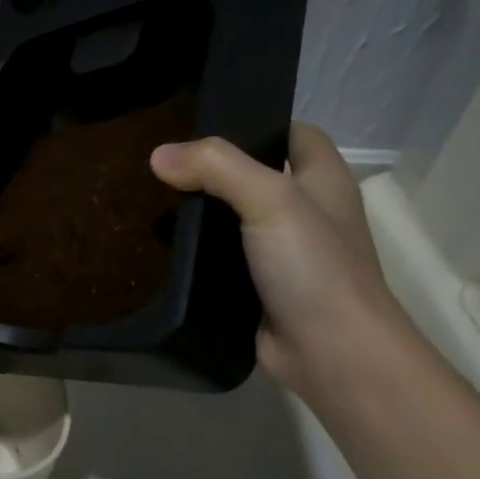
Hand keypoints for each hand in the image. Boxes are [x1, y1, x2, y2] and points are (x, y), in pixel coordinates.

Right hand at [150, 122, 407, 396]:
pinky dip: (194, 255)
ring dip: (197, 214)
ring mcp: (281, 253)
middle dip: (211, 170)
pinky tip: (159, 250)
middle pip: (254, 176)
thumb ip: (217, 168)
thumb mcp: (271, 201)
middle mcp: (305, 212)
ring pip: (232, 221)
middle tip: (160, 165)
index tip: (200, 126)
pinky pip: (220, 260)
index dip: (254, 124)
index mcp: (323, 180)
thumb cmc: (314, 268)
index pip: (292, 133)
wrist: (331, 354)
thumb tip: (158, 155)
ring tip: (148, 202)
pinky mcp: (257, 288)